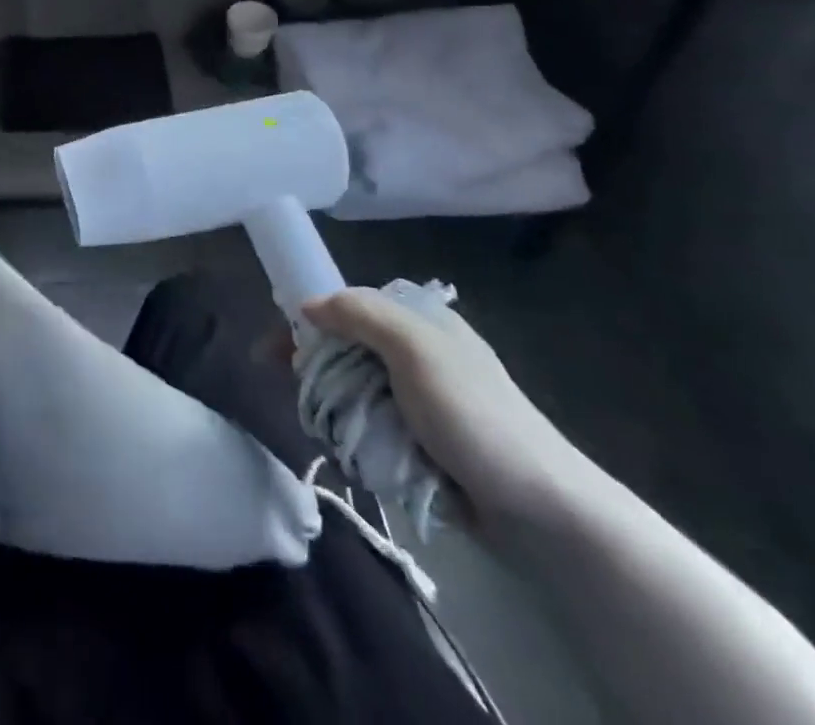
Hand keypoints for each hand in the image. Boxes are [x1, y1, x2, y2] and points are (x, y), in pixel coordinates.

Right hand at [300, 288, 595, 532]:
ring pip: (354, 389)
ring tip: (329, 431)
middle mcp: (418, 352)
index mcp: (419, 320)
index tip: (273, 349)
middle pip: (345, 348)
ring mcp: (422, 399)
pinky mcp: (424, 441)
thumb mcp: (415, 349)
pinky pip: (373, 426)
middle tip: (299, 394)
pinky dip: (357, 435)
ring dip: (336, 408)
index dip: (307, 320)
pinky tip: (354, 452)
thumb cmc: (473, 416)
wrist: (541, 509)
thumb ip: (360, 314)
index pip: (347, 304)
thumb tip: (307, 305)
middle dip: (316, 369)